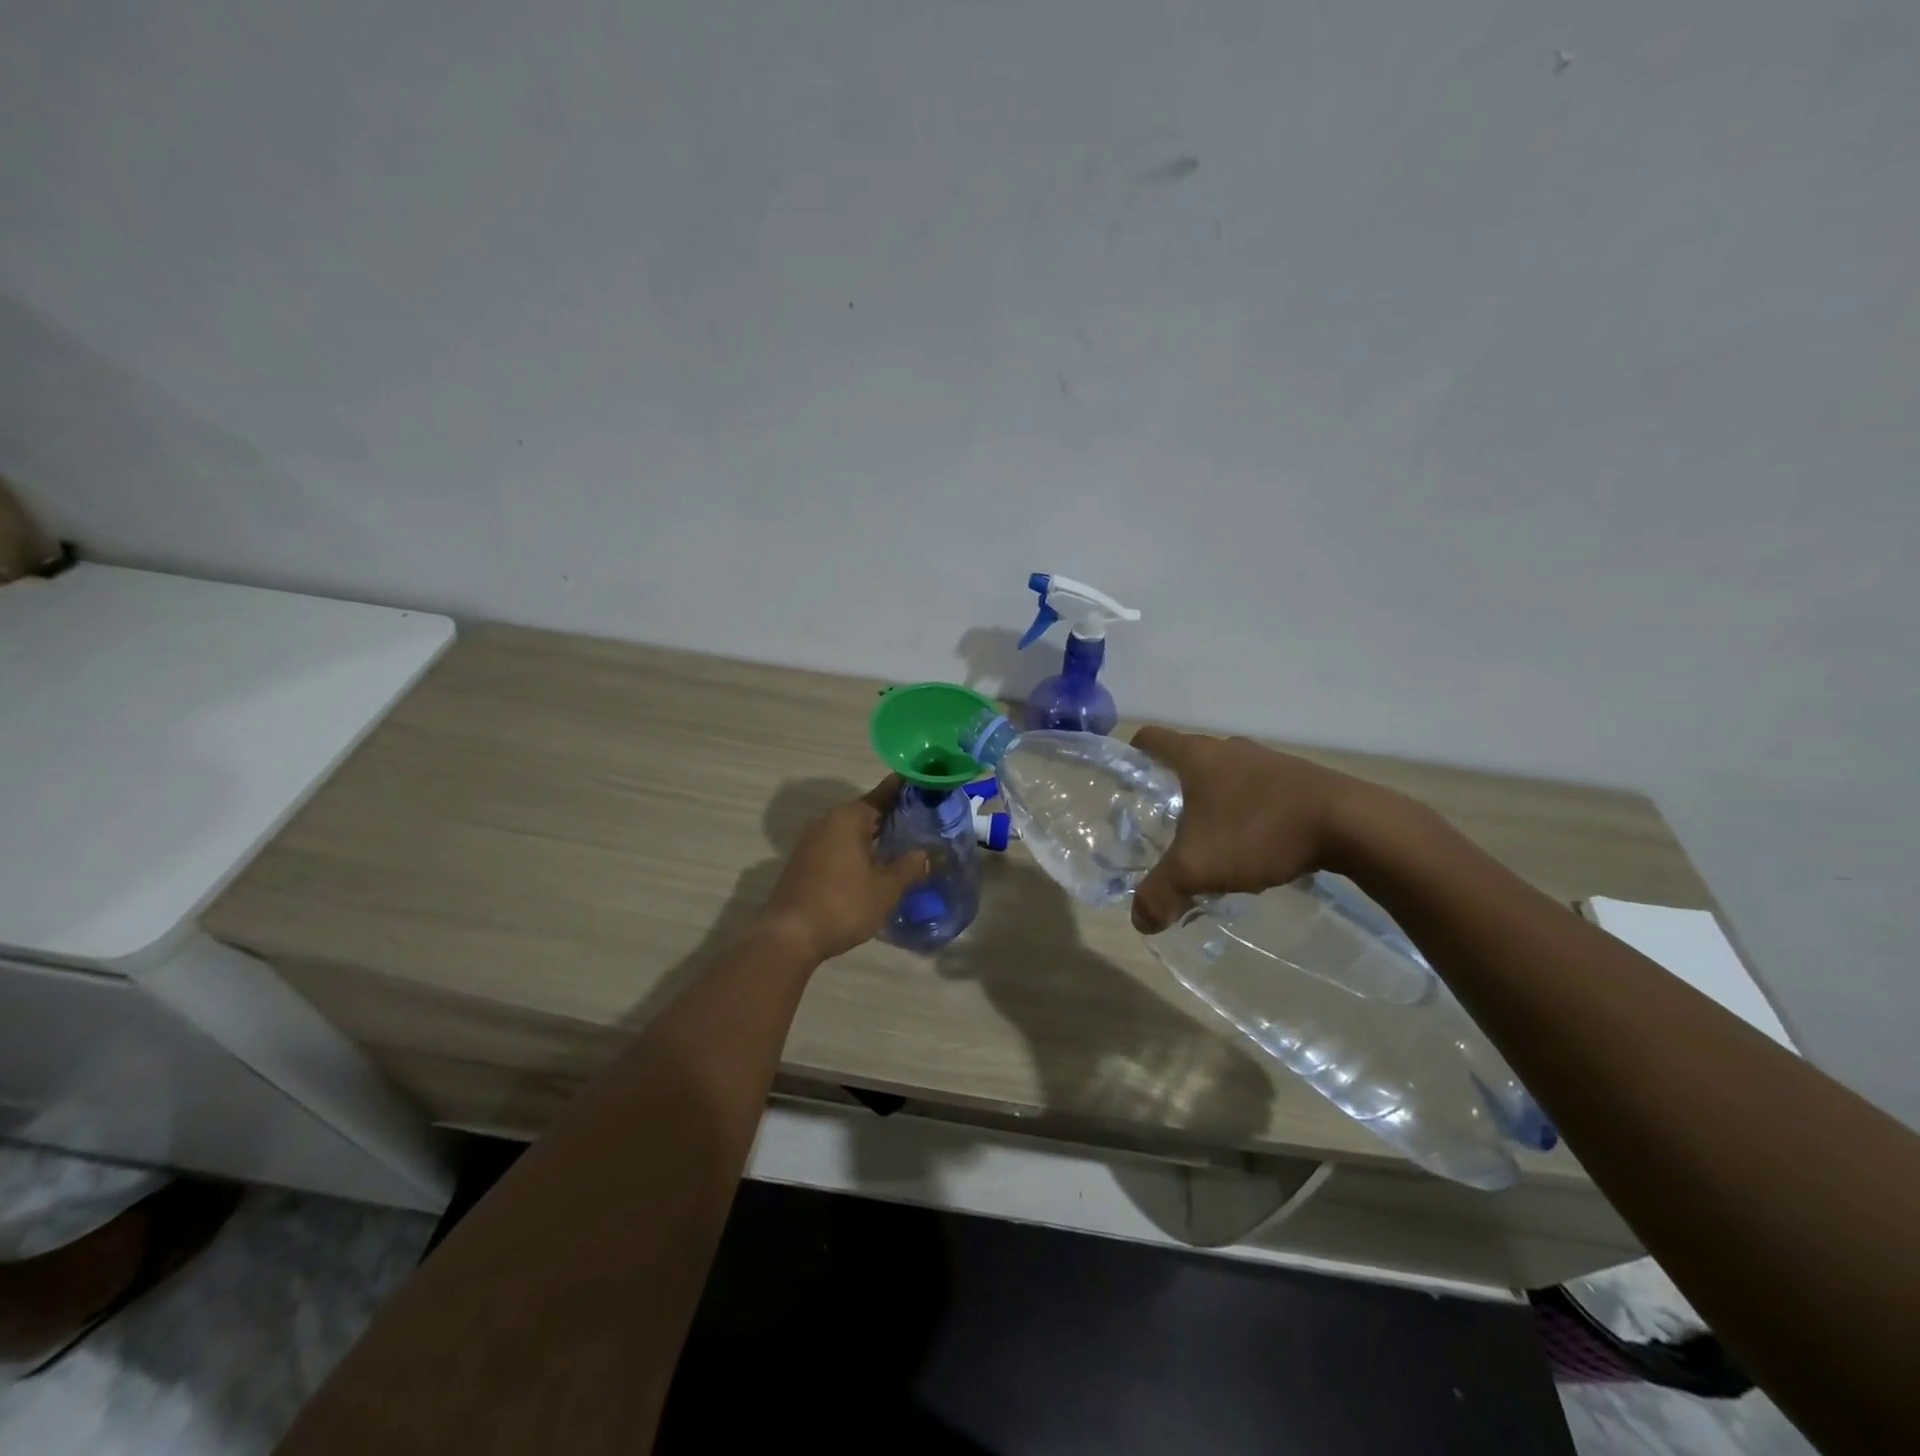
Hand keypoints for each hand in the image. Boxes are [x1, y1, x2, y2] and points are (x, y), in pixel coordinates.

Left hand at [754, 777, 930, 963]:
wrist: (789, 936)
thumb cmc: (843, 904)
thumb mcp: (886, 888)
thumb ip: (910, 867)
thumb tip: (929, 854)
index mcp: (849, 817)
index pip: (884, 793)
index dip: (907, 790)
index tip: (929, 788)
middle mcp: (828, 821)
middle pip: (867, 810)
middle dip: (894, 815)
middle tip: (926, 821)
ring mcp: (812, 841)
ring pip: (852, 830)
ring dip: (876, 835)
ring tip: (905, 844)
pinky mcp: (805, 862)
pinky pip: (839, 846)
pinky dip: (859, 849)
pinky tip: (876, 865)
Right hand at [1128, 727, 1392, 934]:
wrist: (1350, 824)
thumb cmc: (1258, 831)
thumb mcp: (1197, 868)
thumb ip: (1161, 893)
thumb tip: (1140, 921)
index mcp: (1197, 756)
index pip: (1151, 740)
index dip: (1132, 755)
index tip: (1126, 781)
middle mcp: (1229, 749)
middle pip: (1189, 759)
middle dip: (1173, 787)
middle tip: (1163, 823)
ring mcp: (1268, 762)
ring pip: (1227, 777)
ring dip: (1214, 802)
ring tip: (1208, 840)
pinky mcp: (1299, 780)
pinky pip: (1259, 792)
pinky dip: (1248, 812)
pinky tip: (1253, 846)